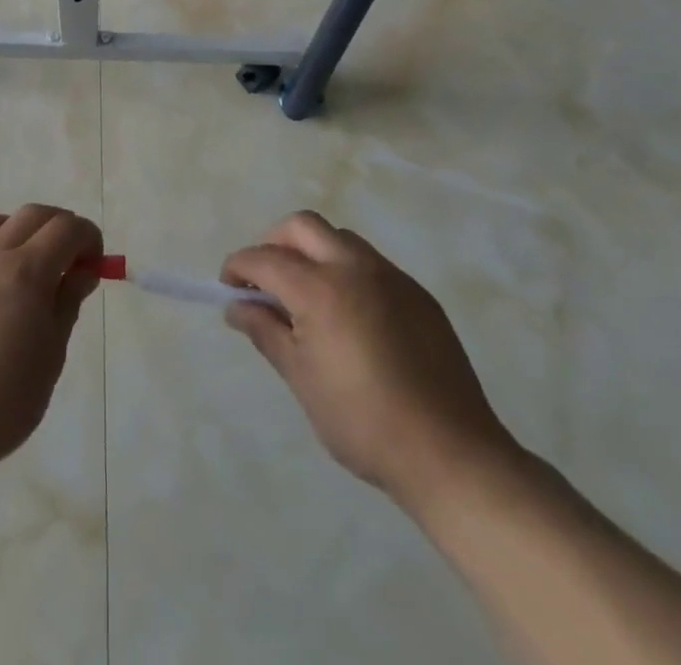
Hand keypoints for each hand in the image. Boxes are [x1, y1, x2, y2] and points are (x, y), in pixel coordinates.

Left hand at [0, 205, 102, 484]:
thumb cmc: (0, 403)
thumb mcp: (50, 356)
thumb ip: (66, 303)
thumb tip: (82, 271)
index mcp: (26, 271)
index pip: (66, 228)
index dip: (87, 238)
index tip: (93, 263)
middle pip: (31, 215)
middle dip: (57, 227)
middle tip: (66, 258)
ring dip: (14, 232)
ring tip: (18, 267)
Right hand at [222, 211, 520, 517]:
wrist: (451, 454)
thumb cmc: (363, 422)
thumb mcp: (301, 379)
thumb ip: (265, 331)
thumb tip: (236, 306)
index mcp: (320, 288)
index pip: (264, 258)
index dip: (238, 267)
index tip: (228, 288)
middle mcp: (354, 267)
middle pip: (302, 226)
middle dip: (273, 243)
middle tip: (265, 281)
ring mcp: (391, 276)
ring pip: (338, 238)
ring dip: (312, 252)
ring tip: (306, 297)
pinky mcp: (418, 294)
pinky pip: (370, 263)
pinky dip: (345, 271)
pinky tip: (349, 316)